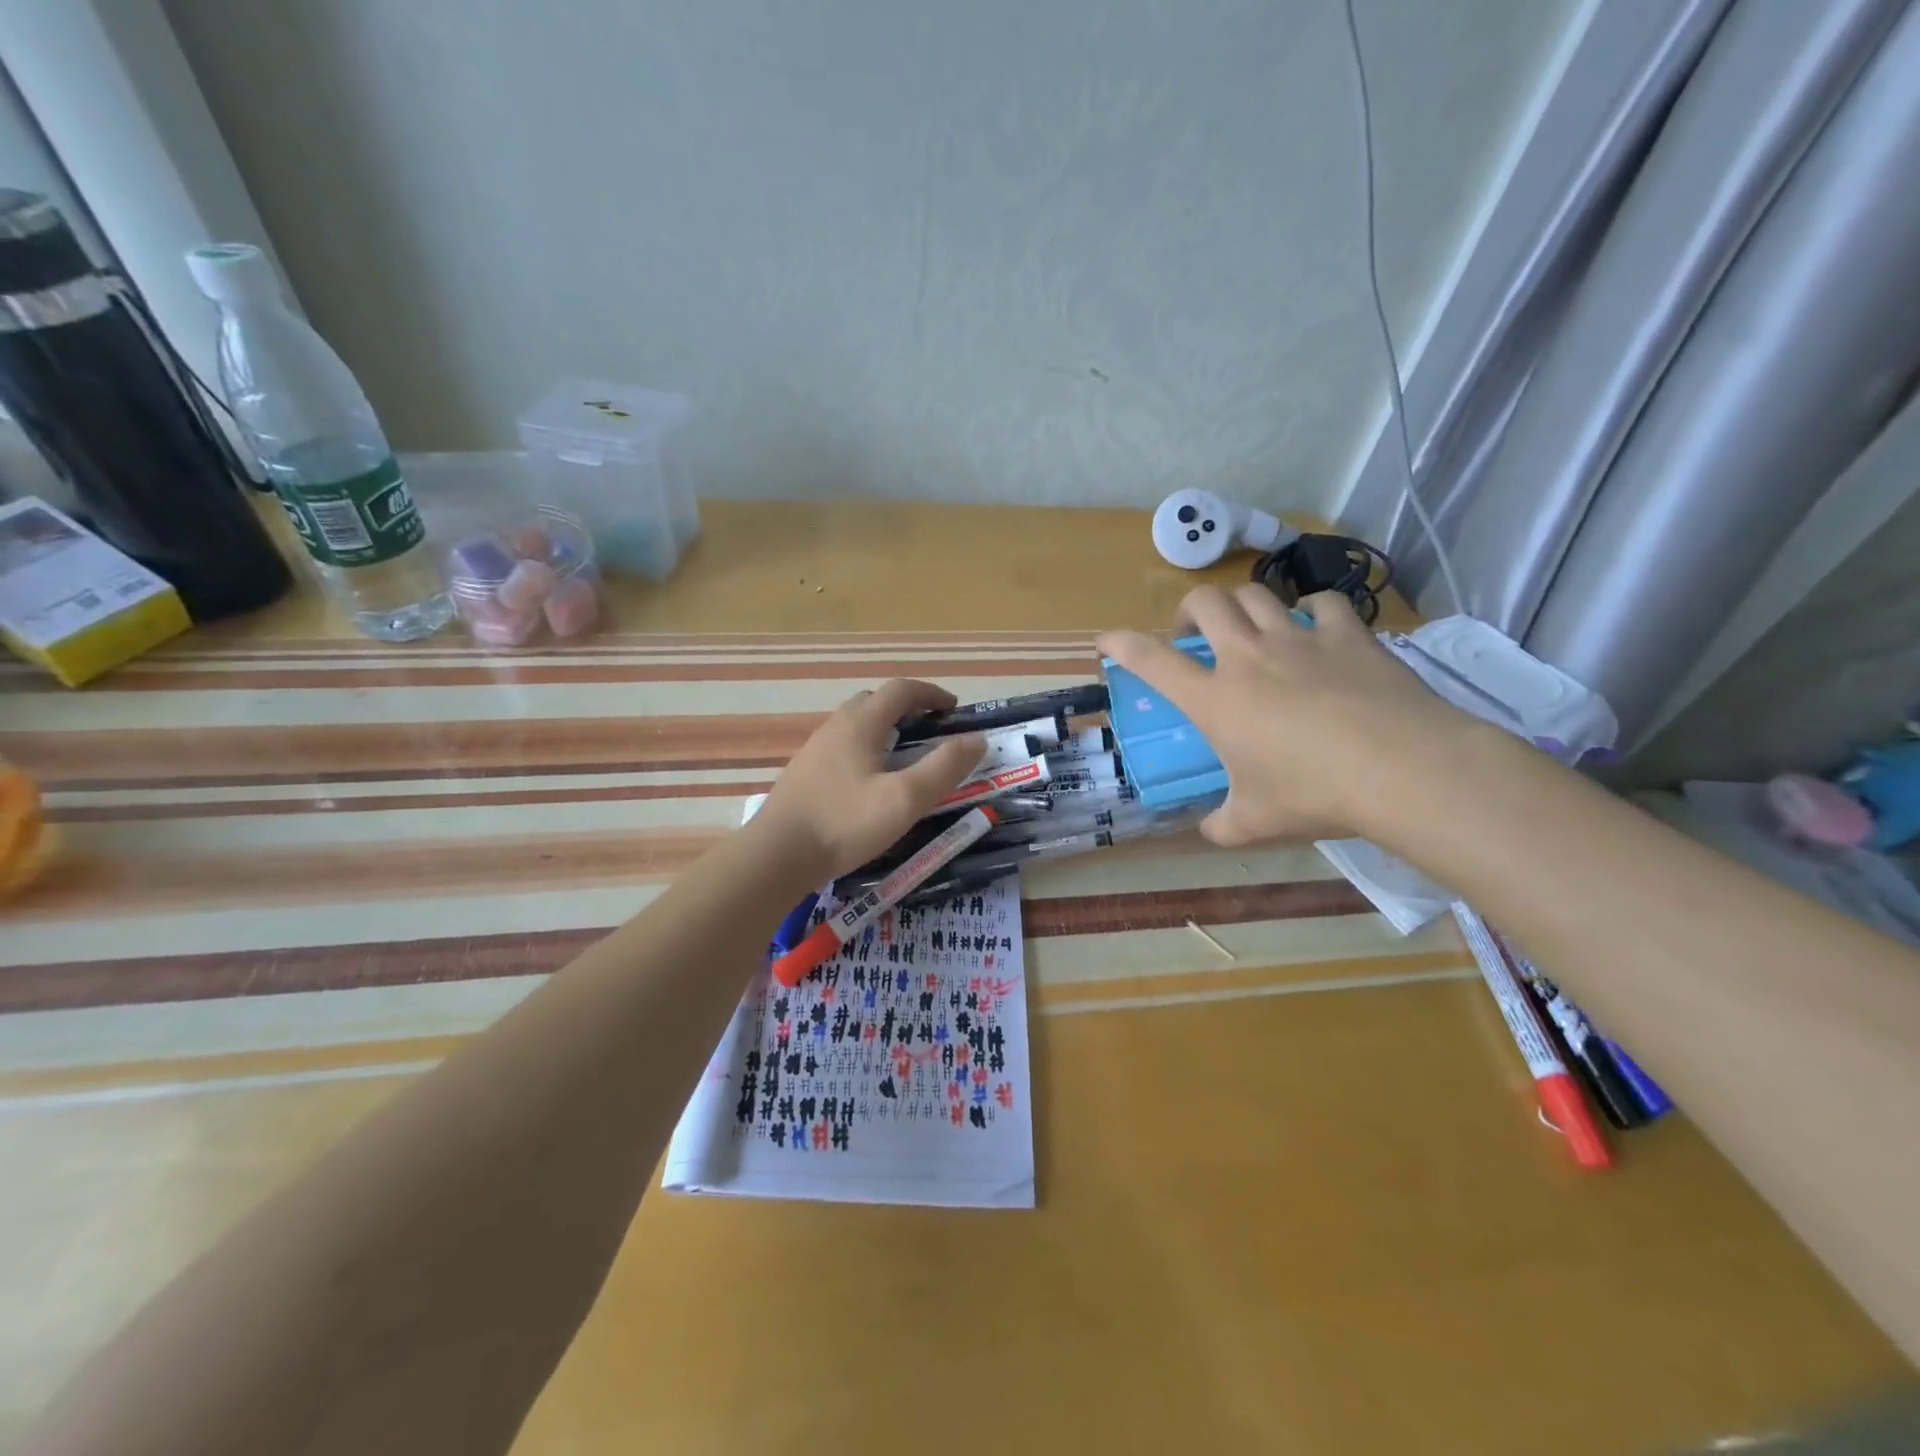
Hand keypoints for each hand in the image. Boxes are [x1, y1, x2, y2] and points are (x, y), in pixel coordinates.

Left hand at [753, 679, 984, 878]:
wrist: (777, 856)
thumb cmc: (845, 823)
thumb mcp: (905, 798)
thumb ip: (944, 767)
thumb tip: (976, 739)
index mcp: (860, 724)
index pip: (901, 690)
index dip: (931, 693)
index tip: (953, 709)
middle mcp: (835, 727)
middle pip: (875, 701)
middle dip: (907, 708)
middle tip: (931, 731)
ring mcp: (814, 750)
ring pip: (855, 724)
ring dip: (884, 728)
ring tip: (904, 756)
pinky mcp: (803, 774)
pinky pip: (842, 747)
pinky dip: (866, 749)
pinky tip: (870, 782)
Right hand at [1097, 587, 1479, 845]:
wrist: (1403, 769)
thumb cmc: (1314, 794)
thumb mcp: (1256, 821)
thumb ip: (1222, 825)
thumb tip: (1209, 833)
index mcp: (1215, 698)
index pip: (1151, 659)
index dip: (1121, 643)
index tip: (1105, 640)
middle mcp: (1249, 656)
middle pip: (1204, 603)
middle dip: (1187, 610)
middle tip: (1191, 634)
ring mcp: (1300, 639)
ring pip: (1256, 594)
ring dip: (1241, 605)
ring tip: (1247, 627)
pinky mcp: (1349, 636)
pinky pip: (1323, 604)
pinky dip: (1310, 610)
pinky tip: (1314, 628)